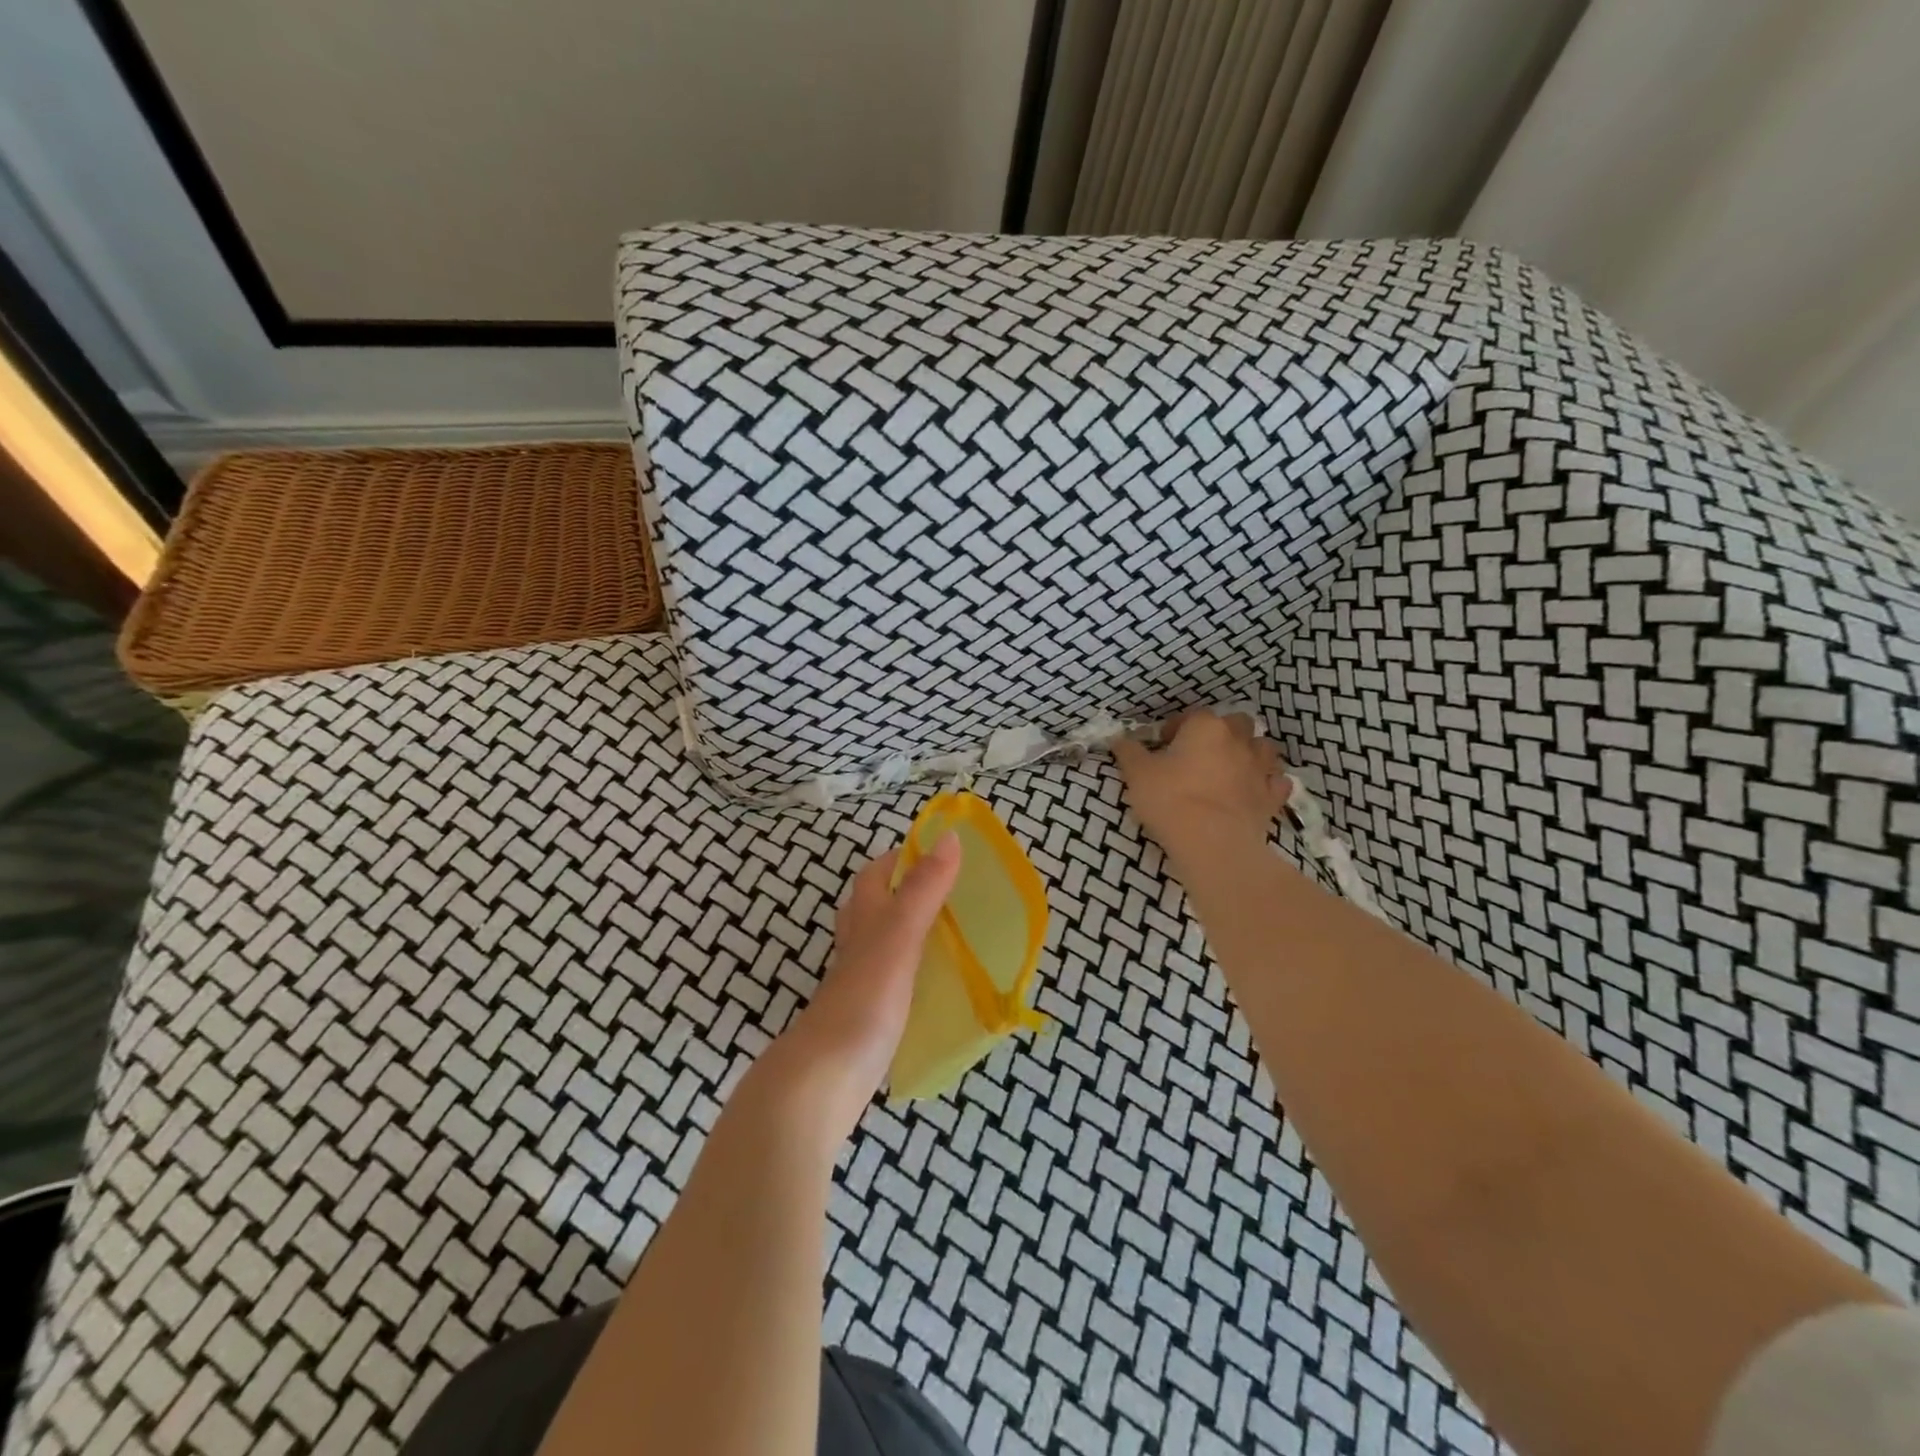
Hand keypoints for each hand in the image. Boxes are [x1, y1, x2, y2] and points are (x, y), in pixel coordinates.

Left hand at [760, 835, 961, 1142]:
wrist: (823, 1079)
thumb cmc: (863, 999)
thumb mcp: (899, 935)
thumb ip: (924, 889)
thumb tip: (950, 836)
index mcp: (863, 919)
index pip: (876, 874)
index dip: (902, 858)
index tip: (942, 853)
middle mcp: (857, 944)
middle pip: (875, 906)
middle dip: (908, 893)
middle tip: (954, 895)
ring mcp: (859, 982)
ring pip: (883, 943)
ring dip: (911, 932)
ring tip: (953, 935)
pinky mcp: (866, 1015)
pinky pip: (892, 979)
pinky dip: (913, 972)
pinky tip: (935, 985)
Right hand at [1111, 711, 1289, 870]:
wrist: (1213, 843)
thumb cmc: (1170, 800)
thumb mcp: (1136, 773)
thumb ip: (1128, 751)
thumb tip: (1120, 738)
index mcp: (1204, 727)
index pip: (1191, 716)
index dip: (1176, 729)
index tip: (1163, 746)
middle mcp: (1238, 740)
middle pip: (1236, 722)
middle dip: (1222, 732)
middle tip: (1201, 754)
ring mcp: (1260, 768)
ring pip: (1262, 748)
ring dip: (1249, 753)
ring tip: (1230, 769)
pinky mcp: (1272, 797)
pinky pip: (1276, 781)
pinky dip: (1267, 782)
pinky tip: (1254, 791)